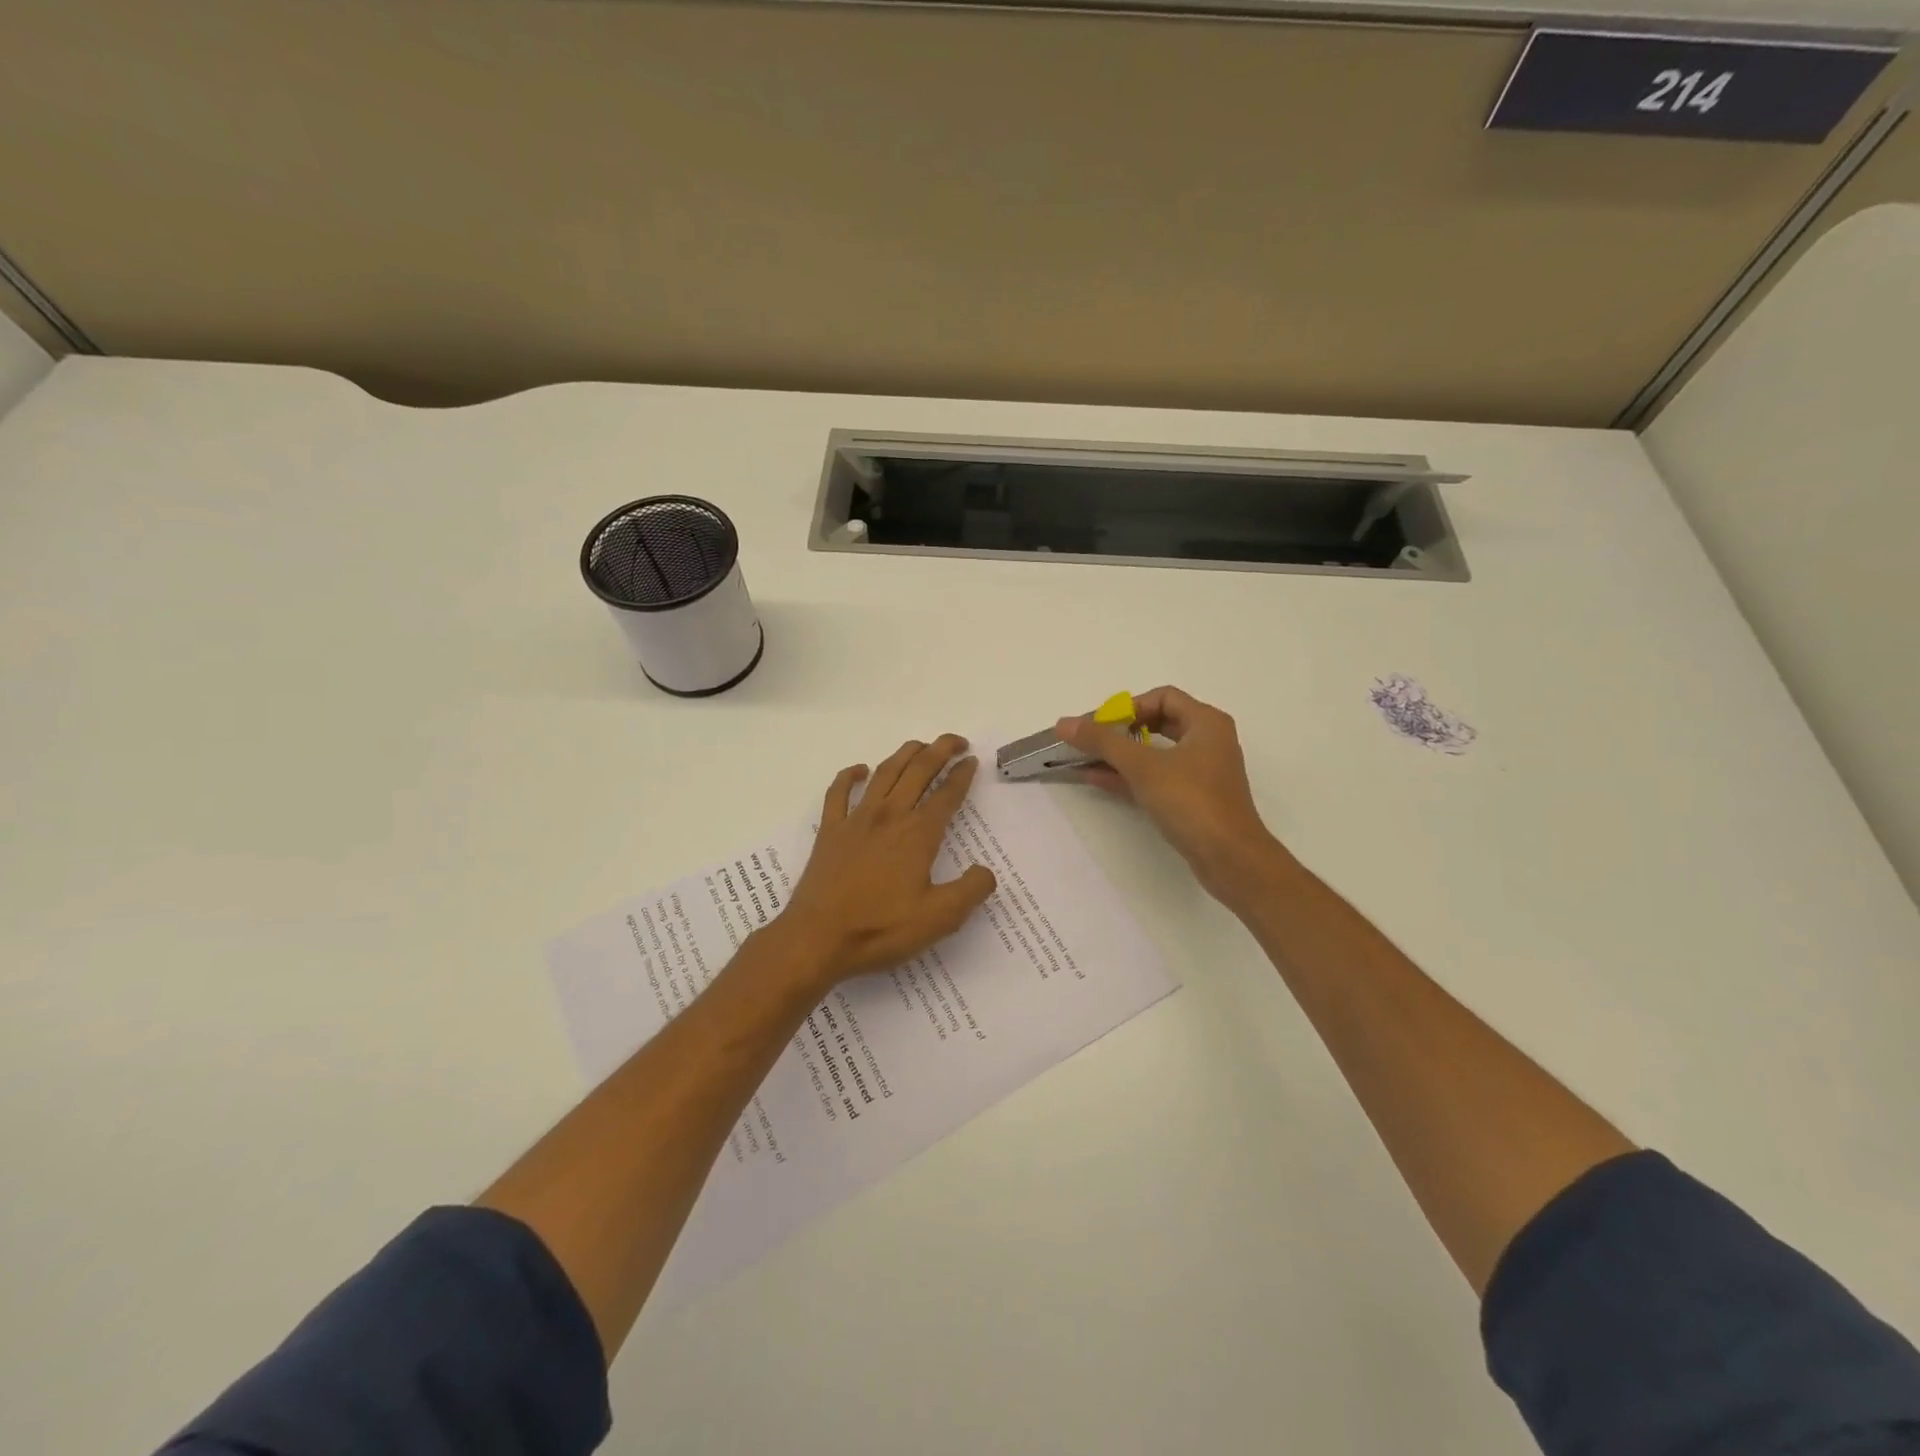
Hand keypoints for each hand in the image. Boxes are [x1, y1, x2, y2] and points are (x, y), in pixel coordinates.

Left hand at [773, 734, 998, 987]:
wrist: (818, 938)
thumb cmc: (880, 928)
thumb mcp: (940, 918)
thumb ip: (971, 890)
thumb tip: (986, 871)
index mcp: (918, 834)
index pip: (947, 794)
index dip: (962, 775)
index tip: (972, 761)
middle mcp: (889, 816)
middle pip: (918, 771)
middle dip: (940, 750)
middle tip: (956, 741)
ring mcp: (856, 820)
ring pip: (884, 773)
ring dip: (905, 754)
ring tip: (920, 746)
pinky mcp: (830, 831)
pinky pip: (838, 792)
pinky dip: (849, 775)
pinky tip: (860, 770)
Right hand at [1056, 687, 1286, 903]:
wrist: (1230, 858)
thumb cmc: (1191, 801)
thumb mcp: (1143, 766)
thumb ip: (1102, 741)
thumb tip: (1063, 723)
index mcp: (1206, 722)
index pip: (1162, 697)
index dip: (1128, 706)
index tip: (1101, 725)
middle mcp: (1208, 741)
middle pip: (1158, 723)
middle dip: (1121, 731)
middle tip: (1092, 741)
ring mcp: (1202, 772)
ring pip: (1156, 753)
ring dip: (1121, 756)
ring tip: (1085, 760)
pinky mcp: (1194, 799)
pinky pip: (1157, 778)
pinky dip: (1130, 777)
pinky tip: (1097, 780)